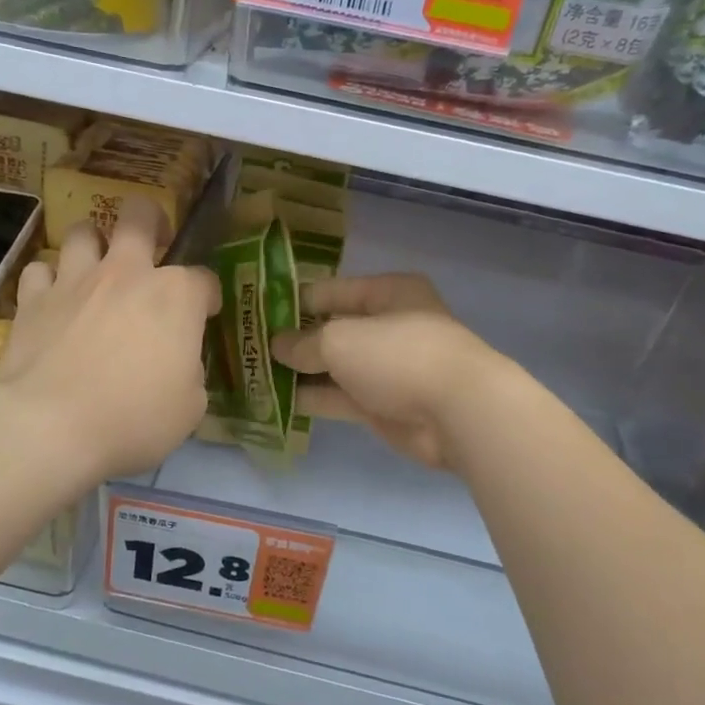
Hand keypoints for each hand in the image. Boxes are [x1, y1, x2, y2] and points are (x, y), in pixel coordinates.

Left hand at [0, 197, 219, 483]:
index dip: (208, 297)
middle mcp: (127, 273)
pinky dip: (49, 279)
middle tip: (153, 243)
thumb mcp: (190, 407)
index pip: (204, 280)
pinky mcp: (33, 299)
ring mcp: (75, 280)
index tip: (205, 315)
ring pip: (83, 230)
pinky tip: (53, 298)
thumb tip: (179, 365)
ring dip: (94, 243)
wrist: (51, 426)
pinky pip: (40, 269)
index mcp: (176, 296)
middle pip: (140, 215)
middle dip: (152, 220)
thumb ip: (190, 372)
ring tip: (97, 266)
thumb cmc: (134, 417)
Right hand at [271, 274, 504, 469]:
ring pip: (333, 367)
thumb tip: (277, 346)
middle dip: (293, 339)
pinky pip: (339, 397)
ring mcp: (385, 369)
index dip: (293, 301)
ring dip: (298, 371)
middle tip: (247, 347)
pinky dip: (311, 399)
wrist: (457, 413)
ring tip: (252, 374)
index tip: (256, 314)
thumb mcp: (341, 340)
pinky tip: (274, 401)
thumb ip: (304, 343)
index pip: (330, 291)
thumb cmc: (399, 355)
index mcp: (388, 293)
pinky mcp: (382, 405)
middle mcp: (387, 326)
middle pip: (331, 329)